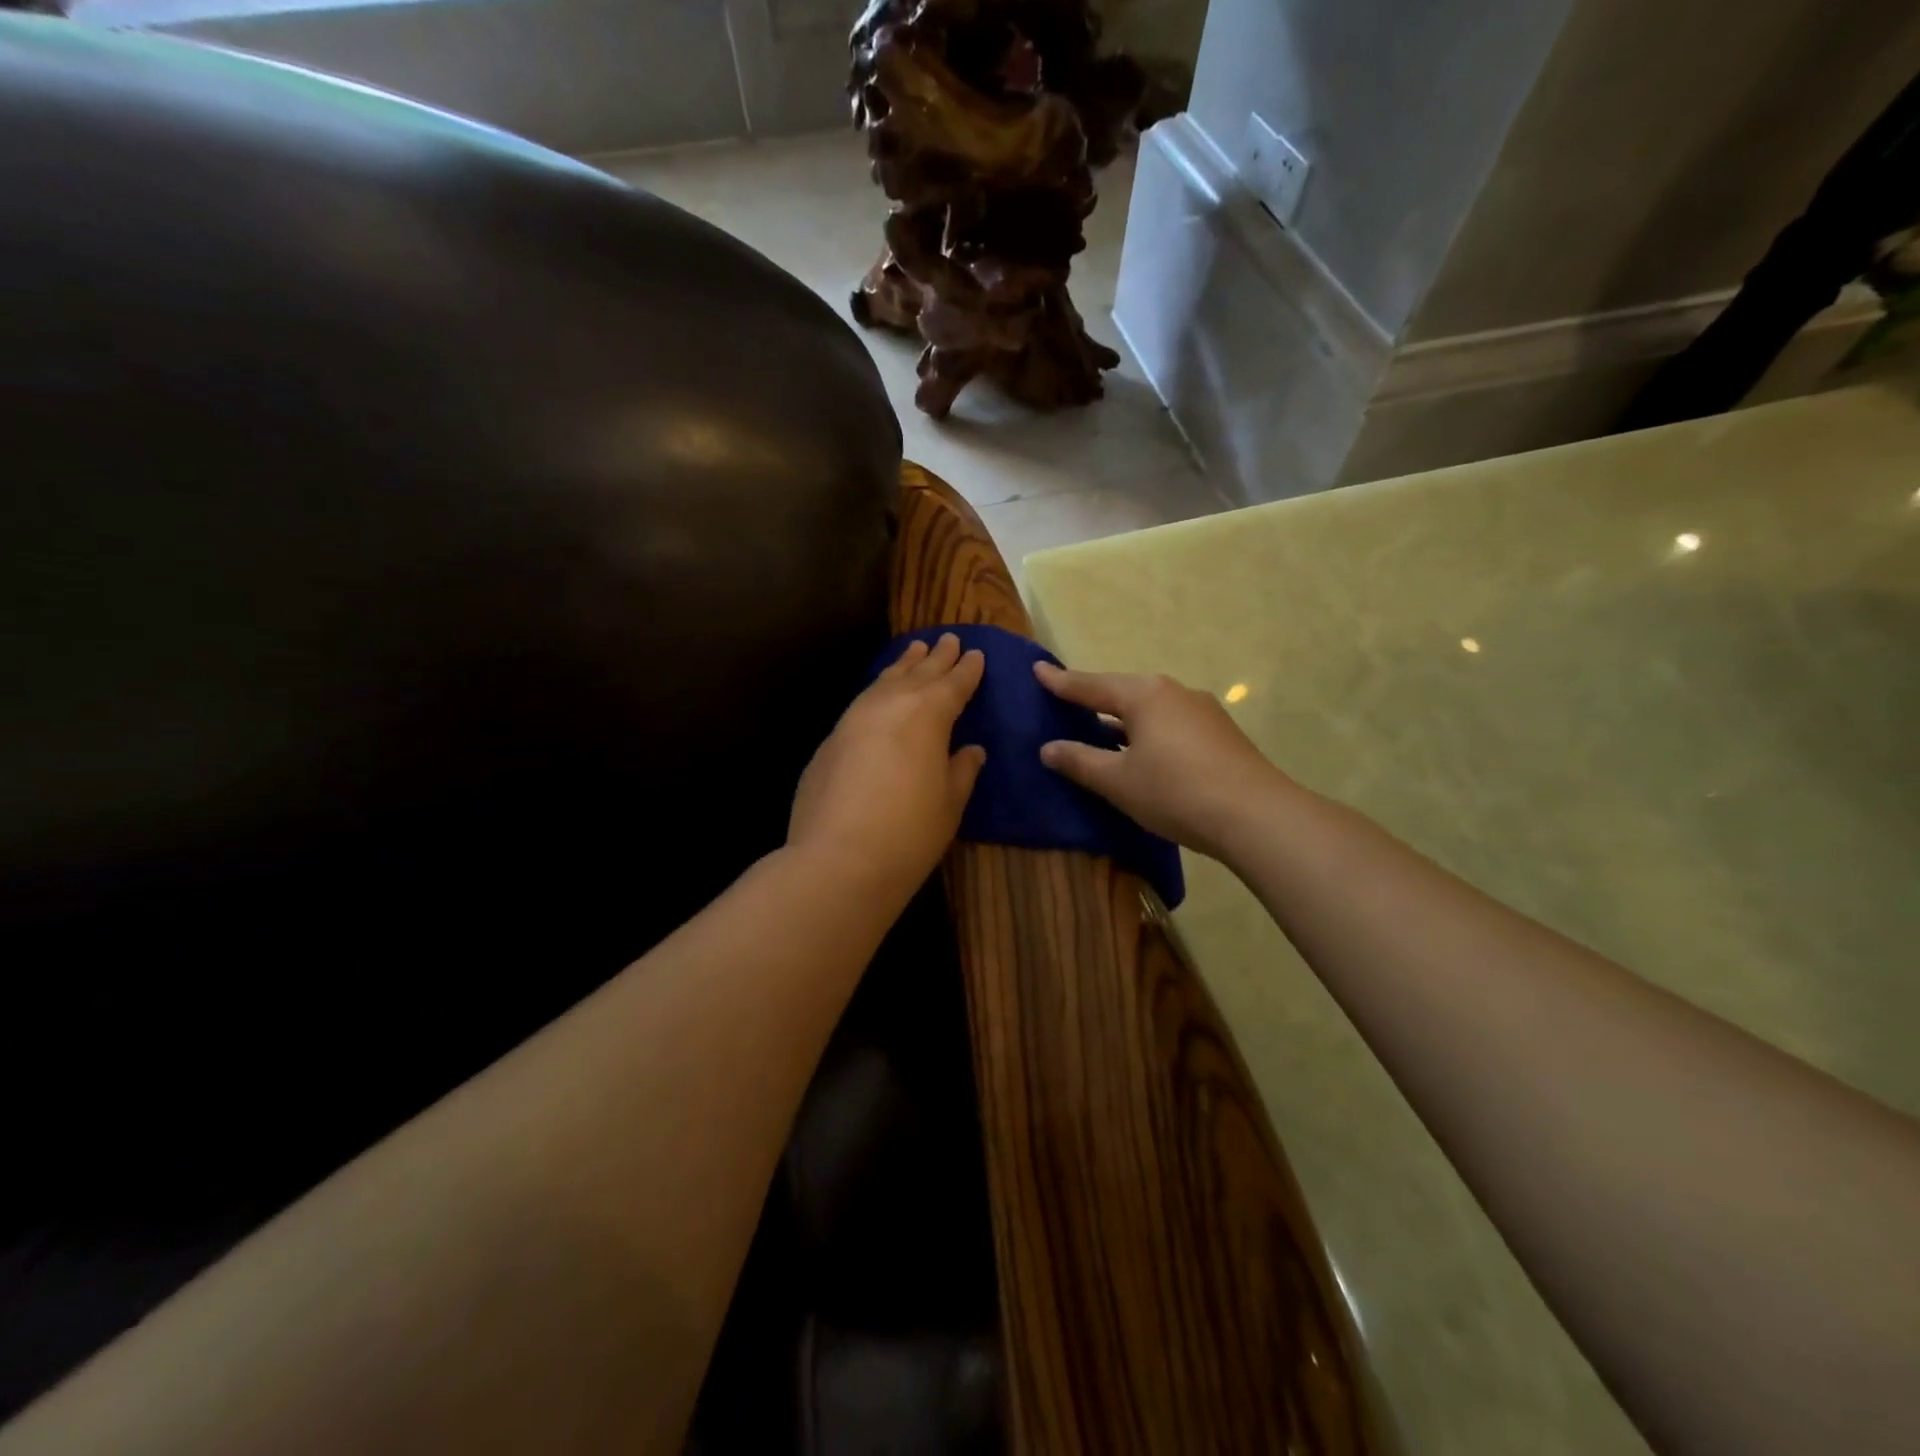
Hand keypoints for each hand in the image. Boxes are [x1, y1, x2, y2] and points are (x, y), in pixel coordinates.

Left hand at [789, 633, 986, 906]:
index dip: (967, 670)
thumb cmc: (909, 832)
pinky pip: (862, 702)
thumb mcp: (949, 803)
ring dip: (903, 666)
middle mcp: (890, 705)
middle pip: (918, 674)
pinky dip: (878, 690)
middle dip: (936, 657)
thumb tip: (970, 750)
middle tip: (949, 639)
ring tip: (915, 651)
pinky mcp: (830, 740)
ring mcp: (853, 719)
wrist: (838, 859)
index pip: (953, 684)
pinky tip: (880, 693)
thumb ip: (961, 770)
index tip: (976, 654)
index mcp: (928, 714)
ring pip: (884, 681)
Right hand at [1033, 662, 1291, 861]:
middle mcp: (1175, 692)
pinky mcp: (1221, 734)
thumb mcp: (1118, 781)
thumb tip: (1048, 748)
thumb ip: (1080, 761)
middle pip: (1123, 692)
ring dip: (1123, 719)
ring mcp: (1203, 711)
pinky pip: (1172, 724)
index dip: (1061, 682)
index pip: (1091, 685)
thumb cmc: (1175, 792)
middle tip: (1067, 701)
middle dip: (1095, 697)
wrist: (1256, 816)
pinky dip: (1149, 732)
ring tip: (1101, 730)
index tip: (1038, 669)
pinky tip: (1144, 753)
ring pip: (1151, 709)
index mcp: (1144, 695)